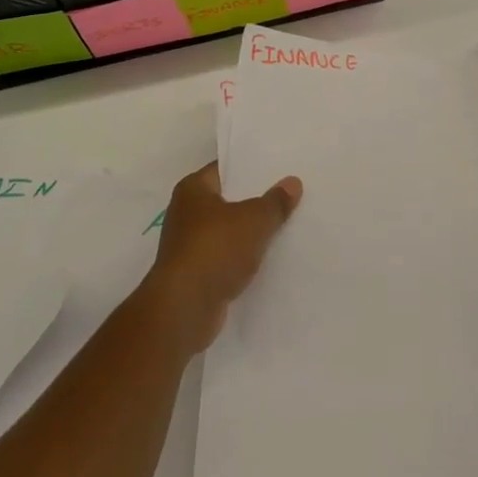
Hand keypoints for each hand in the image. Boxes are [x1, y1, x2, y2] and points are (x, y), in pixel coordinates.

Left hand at [140, 163, 301, 355]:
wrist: (184, 309)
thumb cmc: (215, 249)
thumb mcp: (254, 220)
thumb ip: (275, 202)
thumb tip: (293, 182)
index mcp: (193, 189)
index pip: (225, 168)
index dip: (252, 167)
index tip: (280, 167)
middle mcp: (186, 213)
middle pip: (228, 200)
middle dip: (256, 200)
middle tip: (290, 194)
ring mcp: (190, 245)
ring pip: (229, 231)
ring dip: (251, 232)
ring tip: (286, 225)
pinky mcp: (197, 274)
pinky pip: (227, 257)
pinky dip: (244, 258)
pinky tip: (270, 258)